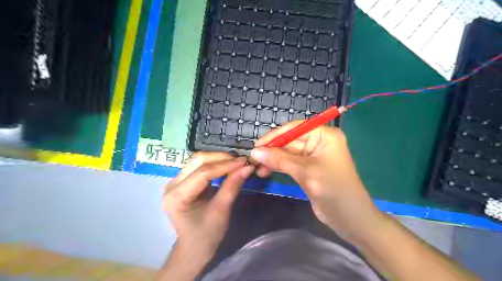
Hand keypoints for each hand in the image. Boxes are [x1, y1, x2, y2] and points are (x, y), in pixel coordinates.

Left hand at [163, 153, 252, 262]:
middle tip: (240, 161)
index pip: (203, 173)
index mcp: (177, 196)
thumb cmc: (207, 235)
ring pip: (198, 161)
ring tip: (236, 162)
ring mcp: (175, 182)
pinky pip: (199, 166)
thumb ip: (233, 186)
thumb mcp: (222, 210)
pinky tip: (227, 166)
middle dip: (221, 158)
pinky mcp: (182, 181)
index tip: (243, 162)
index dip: (225, 165)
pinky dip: (215, 164)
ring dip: (218, 159)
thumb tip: (247, 167)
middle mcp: (172, 185)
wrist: (194, 248)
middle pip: (198, 161)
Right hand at [253, 120, 382, 240]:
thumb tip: (254, 152)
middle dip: (272, 150)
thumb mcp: (304, 171)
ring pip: (287, 153)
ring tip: (257, 168)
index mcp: (324, 135)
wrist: (350, 218)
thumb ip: (279, 159)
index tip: (256, 145)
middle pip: (290, 141)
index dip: (275, 135)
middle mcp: (319, 142)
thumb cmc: (332, 189)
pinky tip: (266, 171)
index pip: (295, 128)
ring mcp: (313, 156)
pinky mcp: (308, 168)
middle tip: (253, 159)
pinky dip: (278, 166)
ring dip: (273, 159)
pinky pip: (290, 163)